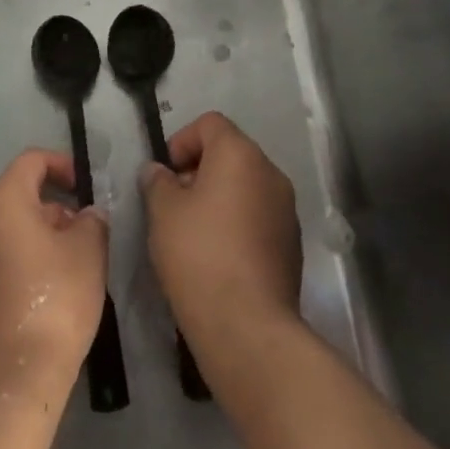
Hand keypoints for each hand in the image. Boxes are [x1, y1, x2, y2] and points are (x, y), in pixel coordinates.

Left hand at [0, 150, 108, 400]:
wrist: (15, 375)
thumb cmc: (54, 300)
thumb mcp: (88, 251)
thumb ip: (92, 221)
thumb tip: (87, 215)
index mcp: (4, 201)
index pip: (32, 161)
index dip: (62, 164)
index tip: (88, 186)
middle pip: (22, 194)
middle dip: (58, 204)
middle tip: (90, 228)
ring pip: (15, 227)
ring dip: (47, 233)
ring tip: (80, 259)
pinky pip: (6, 254)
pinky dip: (32, 256)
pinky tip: (58, 285)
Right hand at [140, 112, 301, 349]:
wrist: (247, 325)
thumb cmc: (198, 254)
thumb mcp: (162, 211)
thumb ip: (157, 181)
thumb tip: (159, 172)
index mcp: (240, 155)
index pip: (210, 123)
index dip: (182, 140)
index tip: (166, 174)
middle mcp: (270, 173)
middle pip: (231, 153)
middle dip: (199, 169)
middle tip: (174, 202)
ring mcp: (286, 210)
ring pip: (246, 186)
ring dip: (219, 197)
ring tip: (193, 231)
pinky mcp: (292, 244)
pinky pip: (258, 216)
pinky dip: (237, 222)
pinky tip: (217, 255)